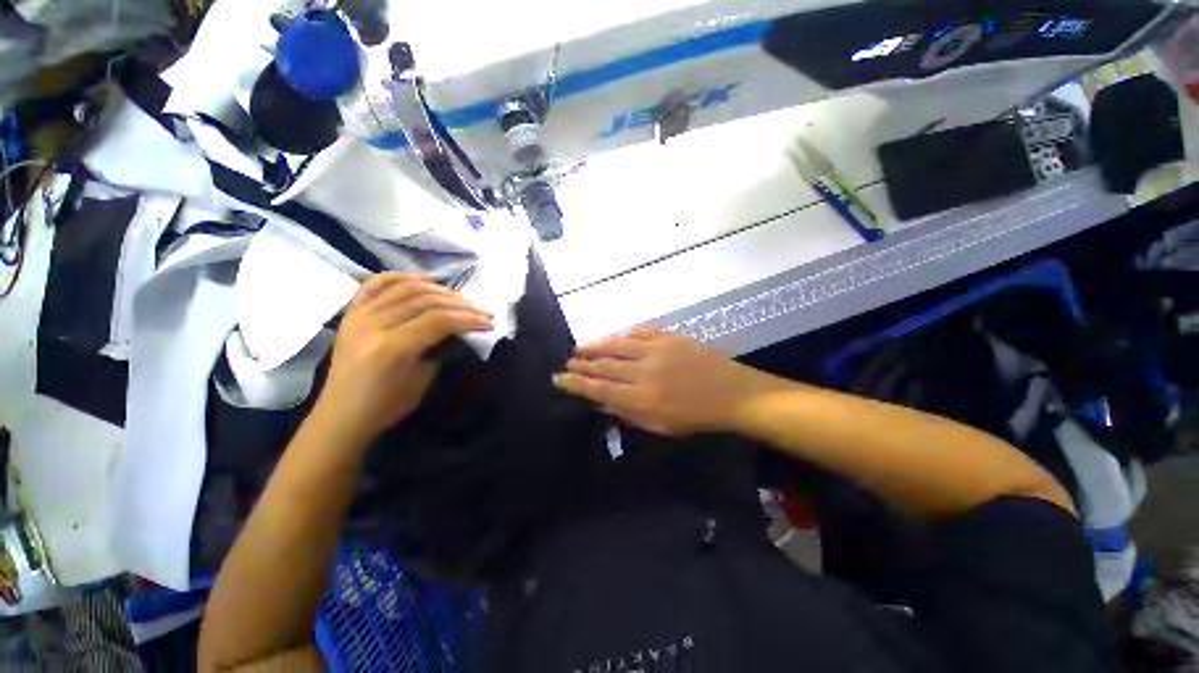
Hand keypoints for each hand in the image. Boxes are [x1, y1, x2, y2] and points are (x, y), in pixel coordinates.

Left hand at [314, 272, 492, 440]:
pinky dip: (402, 276)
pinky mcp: (351, 313)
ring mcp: (358, 315)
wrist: (341, 415)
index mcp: (392, 348)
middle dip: (460, 304)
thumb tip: (460, 329)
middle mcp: (373, 324)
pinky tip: (425, 279)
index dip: (469, 319)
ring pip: (406, 287)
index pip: (439, 320)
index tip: (489, 323)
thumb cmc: (386, 405)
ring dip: (439, 289)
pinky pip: (376, 283)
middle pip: (425, 300)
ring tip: (460, 297)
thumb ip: (442, 349)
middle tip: (481, 310)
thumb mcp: (423, 380)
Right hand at [553, 328, 767, 435]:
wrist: (732, 392)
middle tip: (568, 361)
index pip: (599, 388)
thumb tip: (602, 401)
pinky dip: (623, 335)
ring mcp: (656, 350)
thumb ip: (629, 412)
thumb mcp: (661, 426)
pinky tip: (615, 337)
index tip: (560, 378)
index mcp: (642, 398)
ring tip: (580, 346)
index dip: (577, 383)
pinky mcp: (668, 337)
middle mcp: (644, 372)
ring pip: (617, 345)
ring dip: (596, 345)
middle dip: (582, 363)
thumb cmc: (696, 416)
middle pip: (604, 365)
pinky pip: (639, 332)